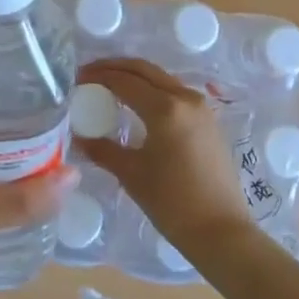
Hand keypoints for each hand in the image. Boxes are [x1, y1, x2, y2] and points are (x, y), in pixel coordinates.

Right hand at [71, 58, 254, 262]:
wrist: (221, 231)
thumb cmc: (173, 203)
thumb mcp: (131, 174)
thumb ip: (103, 149)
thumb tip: (78, 137)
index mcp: (165, 108)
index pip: (124, 81)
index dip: (98, 76)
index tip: (77, 78)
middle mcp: (185, 98)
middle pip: (144, 70)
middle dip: (115, 67)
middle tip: (90, 73)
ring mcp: (201, 107)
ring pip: (161, 78)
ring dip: (135, 76)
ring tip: (110, 85)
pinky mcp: (208, 120)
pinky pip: (174, 92)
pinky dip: (152, 89)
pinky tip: (137, 102)